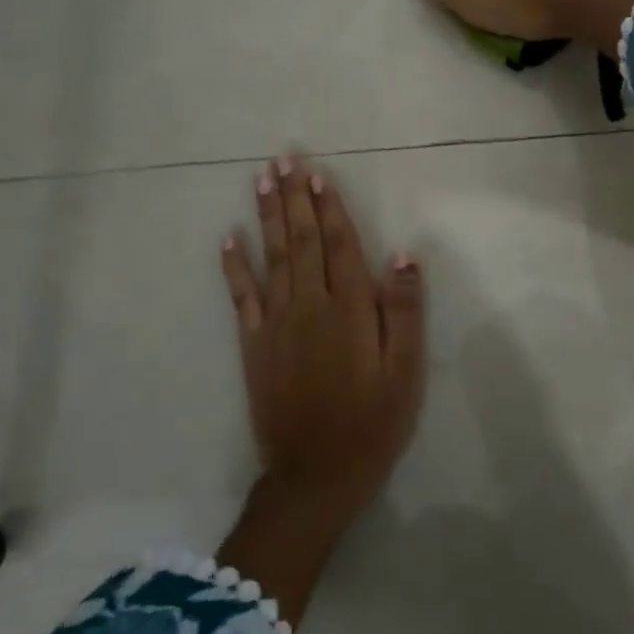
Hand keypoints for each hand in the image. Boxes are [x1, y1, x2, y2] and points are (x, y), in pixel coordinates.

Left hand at [215, 155, 425, 623]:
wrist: (315, 475)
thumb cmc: (372, 424)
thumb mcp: (405, 373)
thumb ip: (403, 312)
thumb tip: (401, 256)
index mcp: (349, 311)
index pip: (338, 246)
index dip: (329, 208)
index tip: (318, 174)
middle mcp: (309, 307)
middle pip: (300, 241)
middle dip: (293, 198)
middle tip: (282, 159)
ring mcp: (276, 324)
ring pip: (271, 258)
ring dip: (266, 216)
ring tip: (261, 180)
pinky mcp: (253, 345)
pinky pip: (241, 296)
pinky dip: (233, 265)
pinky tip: (228, 238)